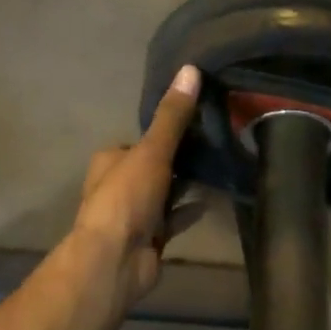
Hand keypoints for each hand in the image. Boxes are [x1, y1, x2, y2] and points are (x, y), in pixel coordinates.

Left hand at [71, 64, 203, 307]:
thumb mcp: (151, 151)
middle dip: (180, 160)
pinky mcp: (149, 238)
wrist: (115, 260)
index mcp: (110, 160)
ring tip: (220, 169)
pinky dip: (190, 210)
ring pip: (165, 193)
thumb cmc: (127, 198)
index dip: (167, 133)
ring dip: (186, 185)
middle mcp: (119, 184)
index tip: (200, 123)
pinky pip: (174, 219)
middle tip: (216, 146)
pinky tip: (213, 201)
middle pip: (154, 166)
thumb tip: (190, 69)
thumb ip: (173, 116)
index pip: (143, 140)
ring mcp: (134, 214)